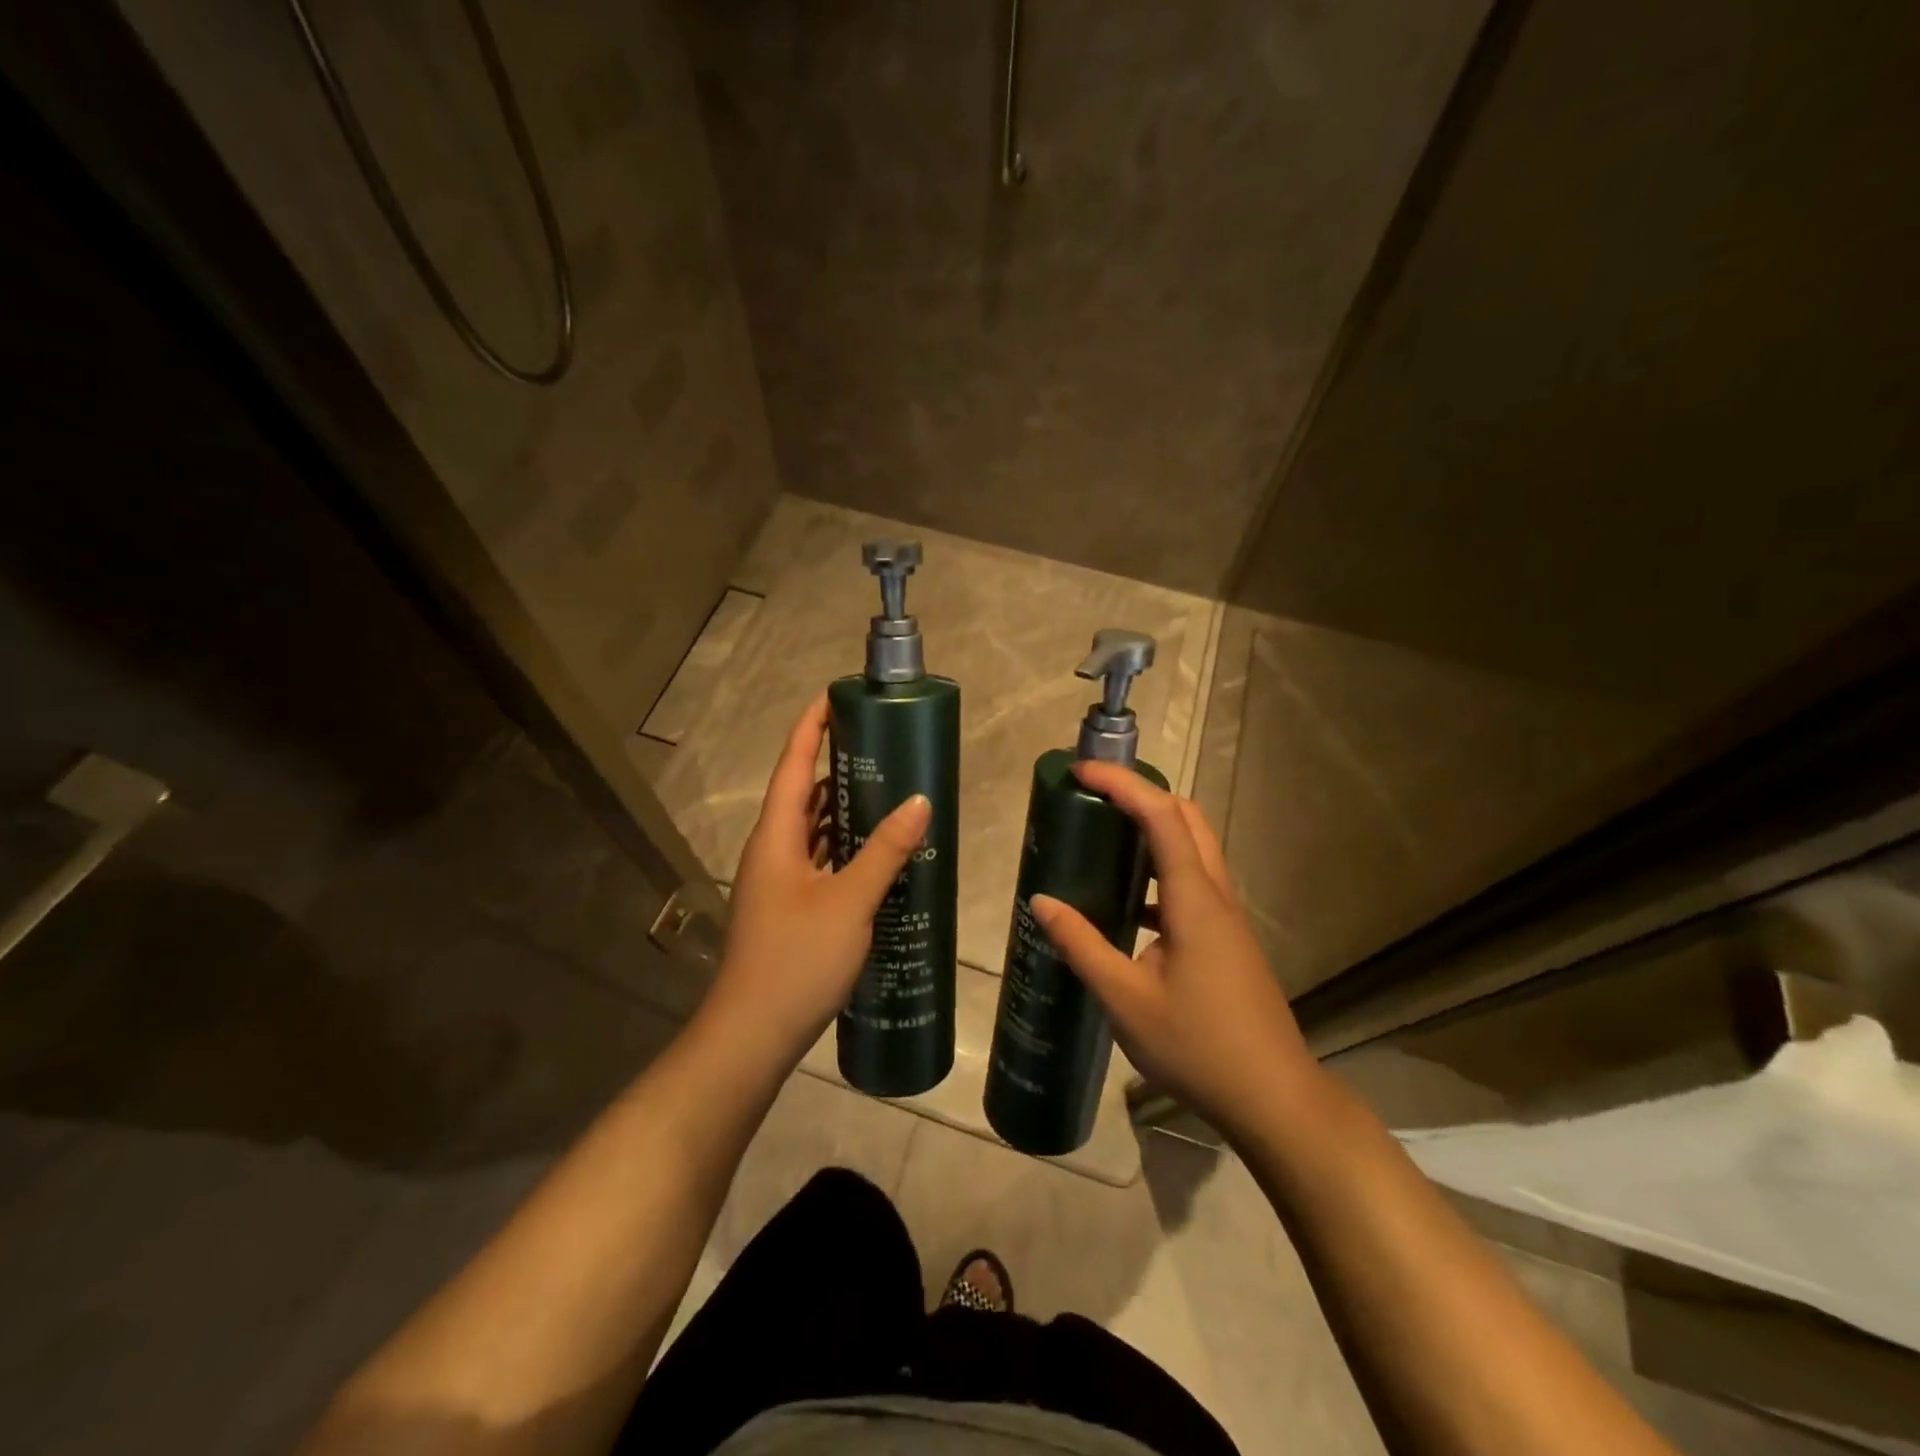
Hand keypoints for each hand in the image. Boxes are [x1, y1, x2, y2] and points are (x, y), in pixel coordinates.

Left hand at [704, 694, 931, 1062]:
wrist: (752, 1034)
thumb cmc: (796, 959)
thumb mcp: (849, 901)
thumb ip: (885, 850)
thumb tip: (919, 801)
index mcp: (776, 836)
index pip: (791, 764)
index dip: (810, 726)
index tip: (836, 696)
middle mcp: (772, 850)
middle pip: (802, 792)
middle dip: (836, 765)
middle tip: (882, 745)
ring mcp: (779, 881)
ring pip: (812, 829)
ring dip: (843, 808)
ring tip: (888, 789)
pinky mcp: (790, 907)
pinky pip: (820, 860)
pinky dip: (845, 846)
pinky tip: (878, 852)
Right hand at [1029, 763, 1316, 1139]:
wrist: (1273, 1098)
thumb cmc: (1197, 1046)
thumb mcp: (1125, 1000)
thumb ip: (1082, 945)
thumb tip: (1043, 901)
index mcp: (1194, 900)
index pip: (1161, 815)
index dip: (1122, 784)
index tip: (1081, 773)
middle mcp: (1216, 895)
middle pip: (1186, 818)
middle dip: (1142, 794)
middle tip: (1095, 798)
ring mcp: (1227, 917)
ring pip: (1194, 848)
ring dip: (1154, 829)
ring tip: (1106, 838)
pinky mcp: (1228, 939)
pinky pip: (1194, 883)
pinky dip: (1161, 871)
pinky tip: (1129, 906)